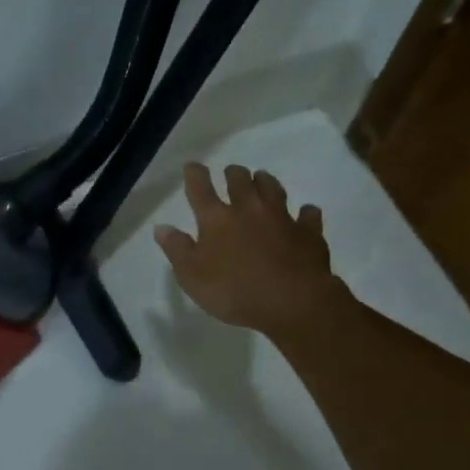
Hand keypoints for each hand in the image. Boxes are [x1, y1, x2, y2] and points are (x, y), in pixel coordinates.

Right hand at [154, 162, 346, 339]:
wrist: (293, 302)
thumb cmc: (235, 291)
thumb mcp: (192, 277)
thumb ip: (177, 249)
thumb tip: (161, 227)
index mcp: (216, 219)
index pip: (200, 188)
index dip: (195, 175)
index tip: (193, 167)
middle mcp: (248, 209)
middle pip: (240, 180)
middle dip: (233, 173)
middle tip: (231, 173)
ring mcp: (281, 217)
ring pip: (272, 188)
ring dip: (265, 181)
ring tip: (261, 179)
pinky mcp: (308, 231)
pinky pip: (308, 214)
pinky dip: (304, 212)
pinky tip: (304, 213)